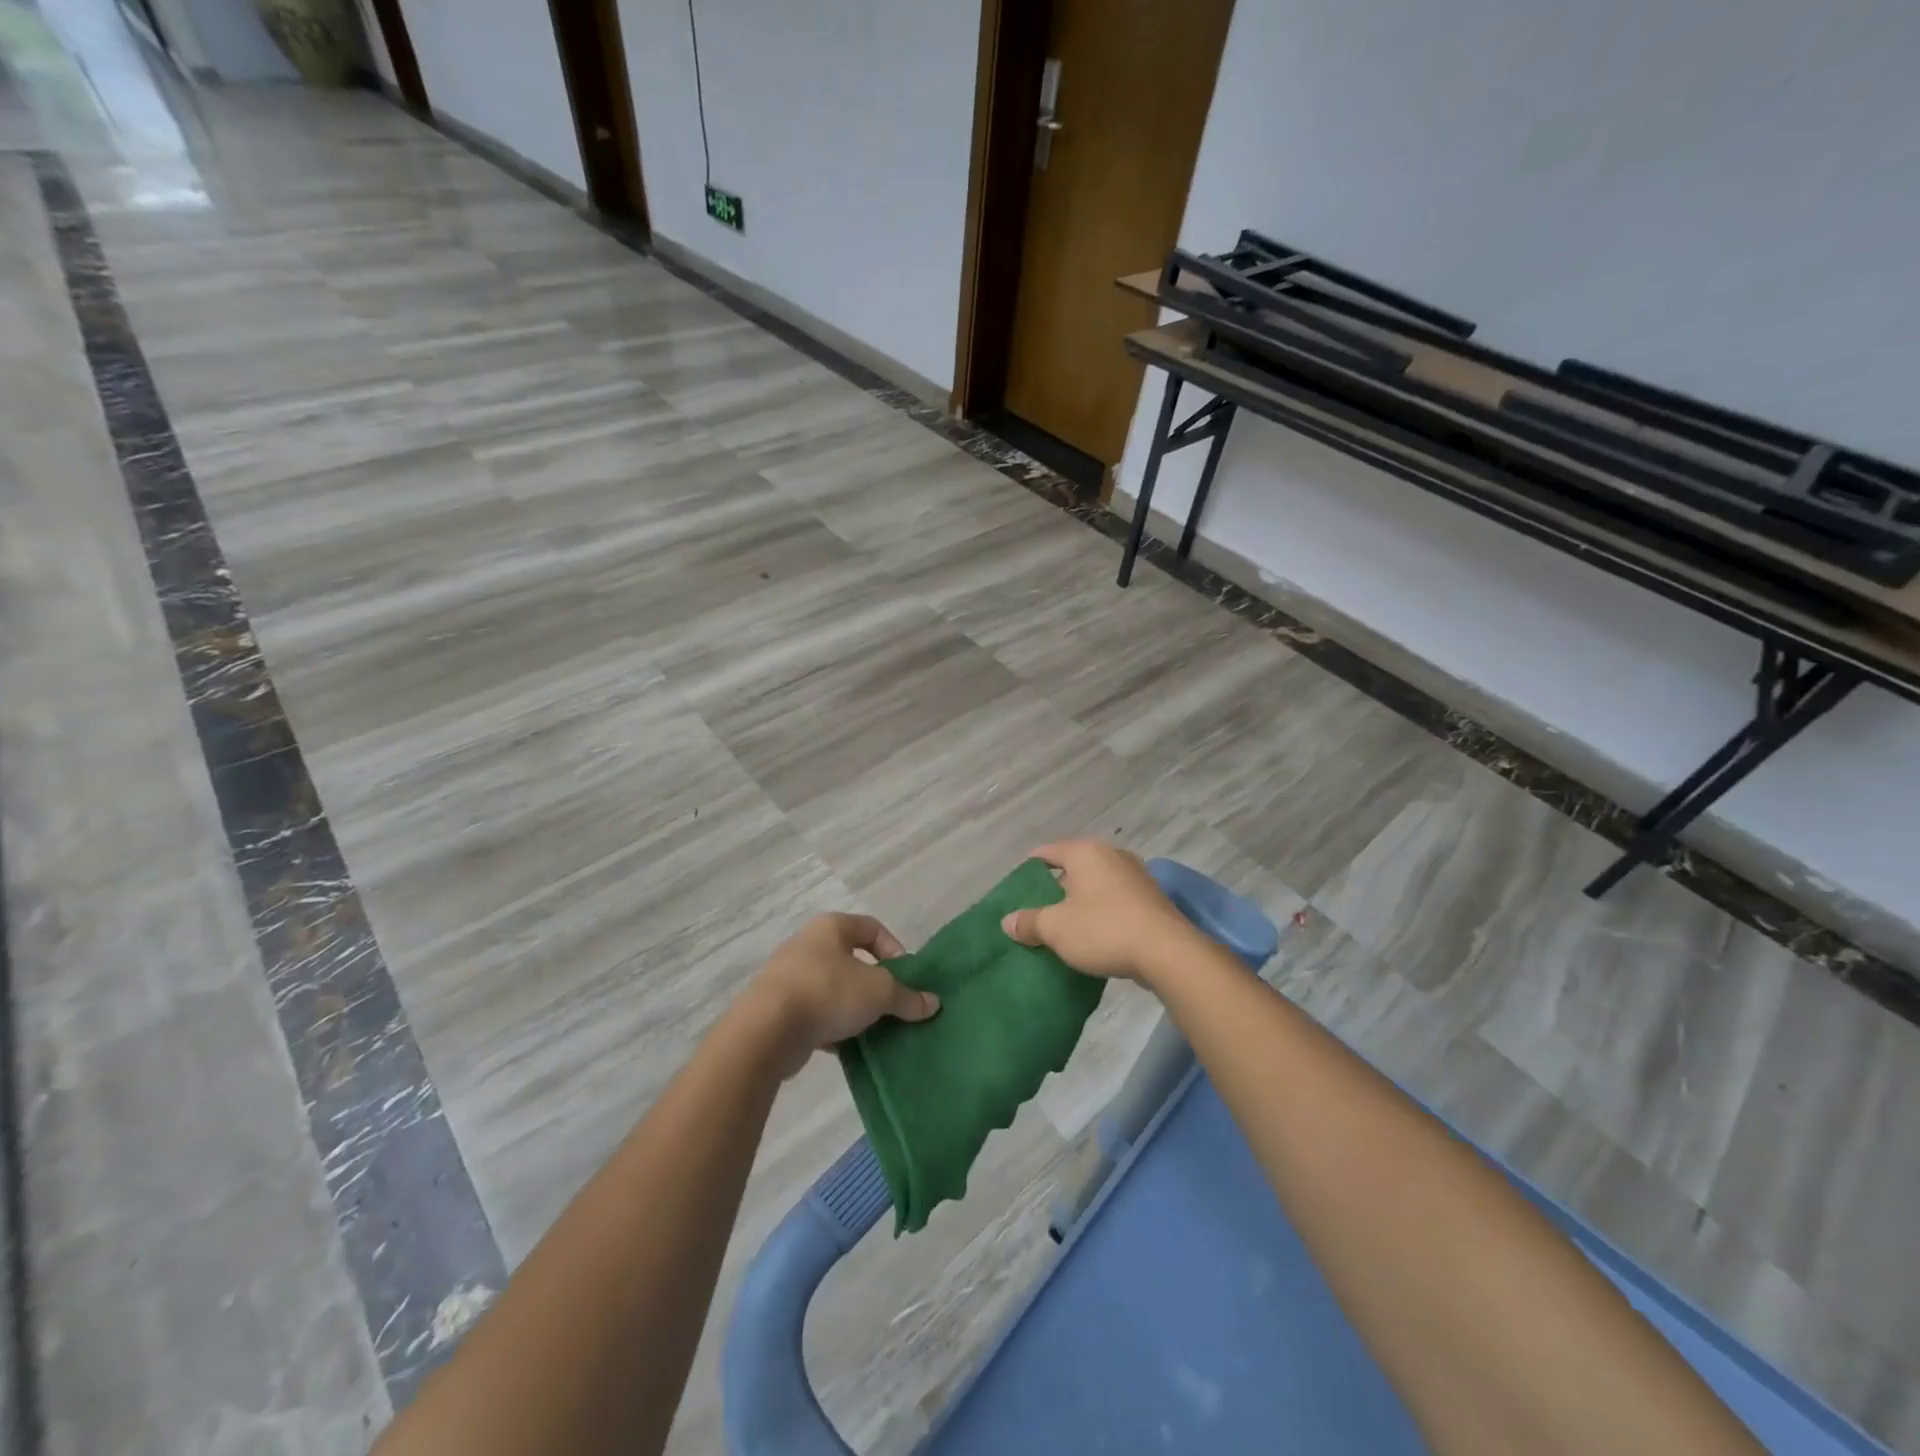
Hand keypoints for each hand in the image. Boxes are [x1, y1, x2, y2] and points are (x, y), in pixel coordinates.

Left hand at [749, 914, 938, 1077]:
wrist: (766, 1030)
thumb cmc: (828, 992)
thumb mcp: (879, 992)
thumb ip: (907, 997)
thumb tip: (933, 1003)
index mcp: (830, 927)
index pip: (871, 928)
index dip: (894, 949)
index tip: (905, 977)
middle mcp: (808, 945)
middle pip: (852, 960)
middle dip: (875, 984)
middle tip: (891, 1006)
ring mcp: (789, 976)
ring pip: (834, 988)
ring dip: (854, 1007)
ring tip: (872, 1029)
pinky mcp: (778, 1008)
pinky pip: (815, 1012)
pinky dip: (832, 1026)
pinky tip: (846, 1046)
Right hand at [1000, 840, 1198, 986]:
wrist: (1167, 952)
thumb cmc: (1104, 929)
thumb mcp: (1056, 928)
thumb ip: (1029, 921)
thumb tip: (1008, 921)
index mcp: (1085, 852)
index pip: (1047, 852)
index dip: (1029, 868)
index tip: (1017, 887)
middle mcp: (1112, 855)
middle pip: (1074, 867)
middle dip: (1056, 887)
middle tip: (1038, 910)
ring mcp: (1136, 875)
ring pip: (1097, 884)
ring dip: (1081, 901)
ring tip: (1065, 925)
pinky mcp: (1152, 898)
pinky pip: (1116, 899)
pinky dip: (1102, 912)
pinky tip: (1095, 934)